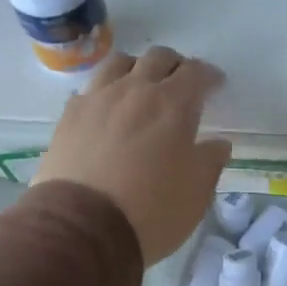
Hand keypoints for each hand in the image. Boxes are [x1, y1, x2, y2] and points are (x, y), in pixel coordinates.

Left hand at [34, 46, 231, 265]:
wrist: (82, 228)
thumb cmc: (152, 210)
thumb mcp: (197, 193)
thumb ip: (211, 161)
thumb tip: (217, 144)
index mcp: (173, 105)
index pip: (196, 73)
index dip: (209, 75)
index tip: (215, 85)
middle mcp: (135, 91)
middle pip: (158, 58)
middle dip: (175, 65)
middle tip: (181, 84)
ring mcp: (97, 99)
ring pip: (119, 63)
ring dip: (137, 68)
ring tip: (141, 87)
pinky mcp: (69, 116)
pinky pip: (90, 89)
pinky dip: (105, 91)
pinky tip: (107, 110)